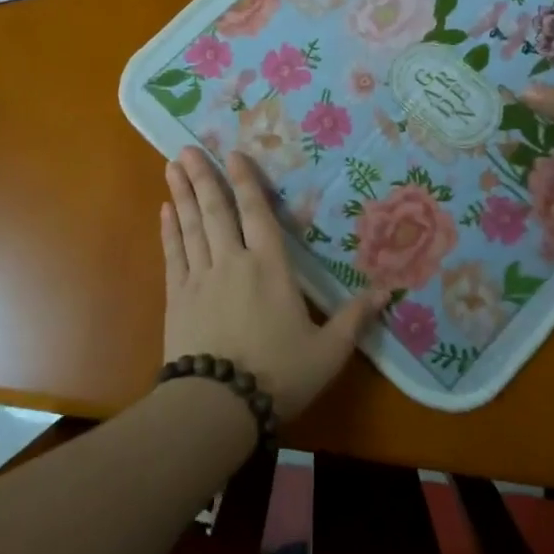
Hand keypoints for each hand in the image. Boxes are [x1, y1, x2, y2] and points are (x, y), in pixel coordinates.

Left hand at [161, 147, 387, 420]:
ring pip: (191, 226)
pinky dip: (170, 230)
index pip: (257, 214)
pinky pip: (173, 254)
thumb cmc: (279, 375)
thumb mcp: (327, 351)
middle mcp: (233, 262)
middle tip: (187, 148)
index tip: (233, 155)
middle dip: (203, 177)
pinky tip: (165, 212)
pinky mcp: (177, 297)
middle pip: (217, 211)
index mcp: (271, 268)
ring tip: (172, 166)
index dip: (246, 182)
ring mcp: (200, 278)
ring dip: (183, 194)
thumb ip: (354, 318)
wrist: (218, 405)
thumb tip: (388, 291)